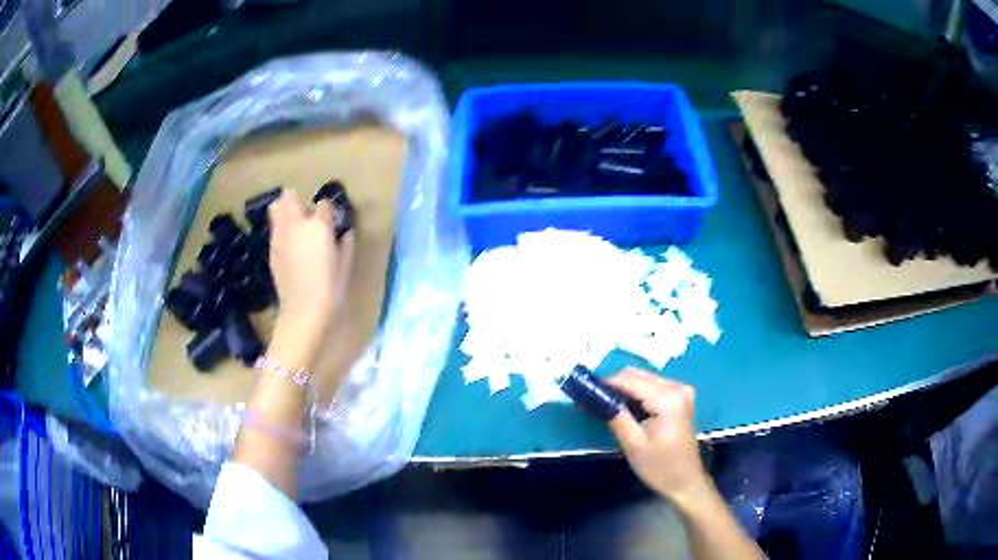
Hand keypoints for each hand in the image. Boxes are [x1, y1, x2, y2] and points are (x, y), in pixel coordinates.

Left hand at [267, 191, 353, 364]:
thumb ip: (345, 245)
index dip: (329, 211)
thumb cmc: (331, 289)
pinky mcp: (272, 250)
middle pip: (289, 197)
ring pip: (276, 208)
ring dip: (285, 212)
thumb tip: (345, 234)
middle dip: (297, 201)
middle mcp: (296, 224)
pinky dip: (281, 231)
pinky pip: (275, 231)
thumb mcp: (345, 266)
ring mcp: (280, 236)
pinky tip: (289, 247)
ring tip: (294, 226)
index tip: (333, 222)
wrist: (304, 311)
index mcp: (319, 226)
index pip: (324, 204)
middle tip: (306, 215)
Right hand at [606, 369, 710, 507]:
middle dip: (614, 385)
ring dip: (625, 389)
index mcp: (667, 398)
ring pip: (645, 378)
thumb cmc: (660, 467)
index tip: (584, 390)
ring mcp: (682, 391)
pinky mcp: (681, 397)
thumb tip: (594, 397)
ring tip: (606, 405)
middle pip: (638, 375)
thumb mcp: (633, 444)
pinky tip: (626, 408)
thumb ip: (615, 416)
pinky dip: (637, 393)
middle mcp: (677, 387)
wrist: (686, 482)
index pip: (630, 381)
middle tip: (593, 400)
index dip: (605, 384)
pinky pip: (653, 386)